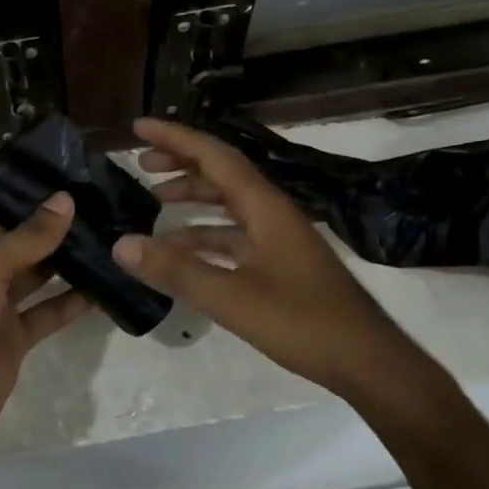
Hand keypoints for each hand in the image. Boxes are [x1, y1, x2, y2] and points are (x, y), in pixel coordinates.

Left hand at [0, 156, 91, 443]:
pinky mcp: (14, 335)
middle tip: (81, 187)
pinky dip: (74, 299)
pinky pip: (48, 310)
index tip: (22, 151)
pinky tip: (106, 280)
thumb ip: (26, 237)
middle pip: (4, 229)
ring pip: (32, 269)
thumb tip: (64, 201)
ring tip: (101, 224)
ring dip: (62, 252)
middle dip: (37, 211)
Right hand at [111, 118, 437, 406]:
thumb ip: (176, 271)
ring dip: (193, 198)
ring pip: (228, 205)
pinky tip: (181, 250)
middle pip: (222, 174)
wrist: (367, 361)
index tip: (139, 128)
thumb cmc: (303, 323)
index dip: (175, 139)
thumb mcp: (232, 298)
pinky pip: (235, 235)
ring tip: (154, 200)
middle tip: (141, 164)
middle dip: (181, 163)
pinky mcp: (280, 263)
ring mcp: (278, 238)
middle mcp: (272, 213)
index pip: (215, 157)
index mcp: (265, 208)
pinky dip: (205, 235)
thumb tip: (121, 244)